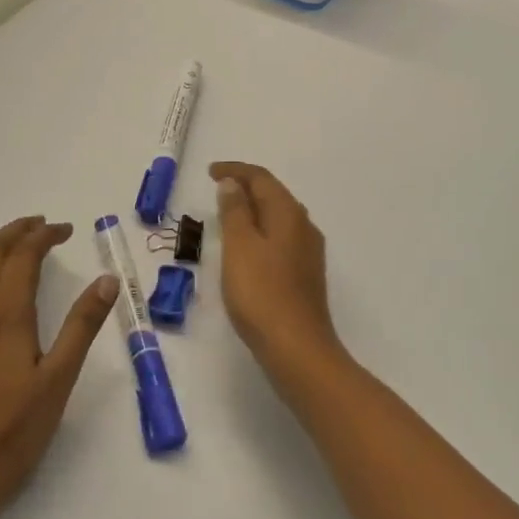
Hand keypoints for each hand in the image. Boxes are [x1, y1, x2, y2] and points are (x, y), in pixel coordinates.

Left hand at [0, 217, 116, 518]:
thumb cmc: (13, 433)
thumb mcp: (59, 380)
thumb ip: (82, 326)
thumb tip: (108, 280)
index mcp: (7, 314)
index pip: (24, 255)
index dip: (45, 235)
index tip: (67, 230)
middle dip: (18, 233)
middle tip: (43, 228)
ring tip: (15, 252)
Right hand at [211, 162, 345, 380]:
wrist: (296, 347)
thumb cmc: (261, 292)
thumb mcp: (239, 246)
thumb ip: (235, 211)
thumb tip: (233, 184)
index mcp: (288, 213)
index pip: (261, 178)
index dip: (235, 170)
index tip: (210, 172)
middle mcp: (304, 226)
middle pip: (274, 194)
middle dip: (246, 187)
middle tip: (217, 189)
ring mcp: (307, 251)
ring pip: (278, 217)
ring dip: (254, 210)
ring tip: (227, 214)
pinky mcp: (305, 274)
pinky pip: (281, 238)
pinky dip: (261, 231)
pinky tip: (248, 247)